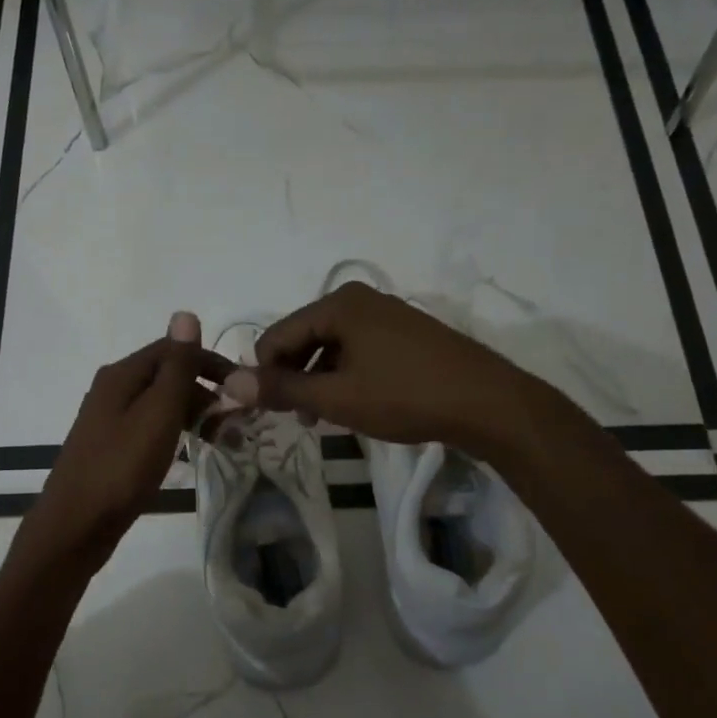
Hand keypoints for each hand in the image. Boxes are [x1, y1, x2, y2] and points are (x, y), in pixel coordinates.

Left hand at [16, 334, 233, 576]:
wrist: (75, 526)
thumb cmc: (120, 468)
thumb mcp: (157, 413)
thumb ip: (176, 367)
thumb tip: (185, 314)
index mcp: (122, 375)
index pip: (174, 350)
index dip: (211, 363)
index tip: (243, 388)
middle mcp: (113, 390)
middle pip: (168, 376)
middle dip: (206, 392)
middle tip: (238, 423)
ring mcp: (109, 420)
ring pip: (161, 405)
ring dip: (195, 415)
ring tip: (223, 441)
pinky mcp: (111, 448)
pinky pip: (152, 429)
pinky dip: (176, 434)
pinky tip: (190, 453)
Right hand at [223, 281, 527, 455]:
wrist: (487, 402)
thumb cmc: (404, 395)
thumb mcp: (336, 397)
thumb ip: (281, 389)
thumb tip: (229, 384)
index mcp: (338, 303)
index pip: (277, 335)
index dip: (264, 374)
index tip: (266, 411)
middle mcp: (360, 299)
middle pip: (303, 338)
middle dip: (293, 377)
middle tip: (298, 417)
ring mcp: (386, 314)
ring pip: (330, 347)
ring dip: (318, 380)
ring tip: (324, 416)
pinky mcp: (405, 334)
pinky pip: (357, 351)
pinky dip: (345, 376)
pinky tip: (353, 404)